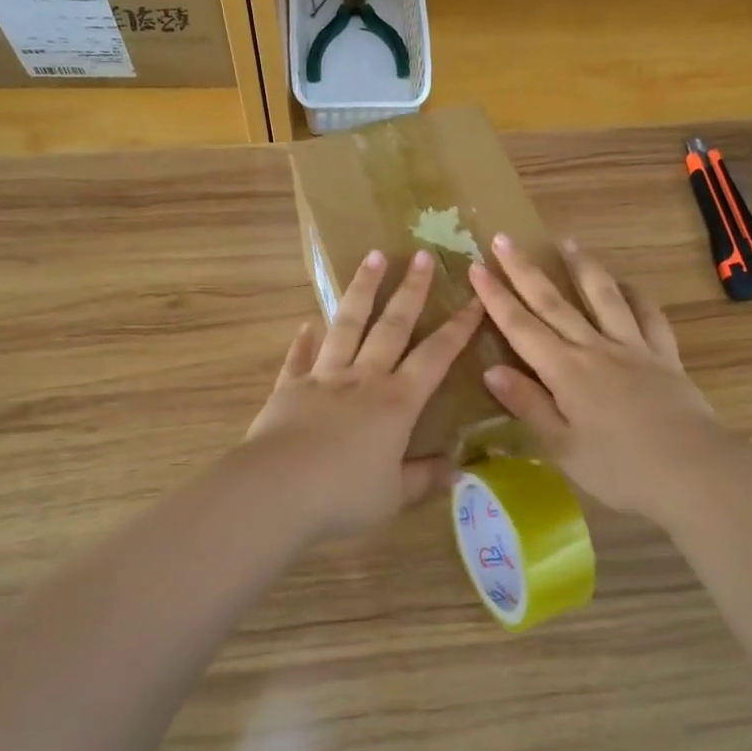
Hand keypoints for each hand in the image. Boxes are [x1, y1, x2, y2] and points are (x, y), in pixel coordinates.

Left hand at [245, 248, 483, 538]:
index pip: (435, 356)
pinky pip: (299, 358)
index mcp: (396, 402)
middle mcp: (364, 379)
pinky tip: (306, 324)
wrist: (277, 490)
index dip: (458, 328)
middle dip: (411, 290)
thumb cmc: (344, 494)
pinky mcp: (289, 388)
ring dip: (362, 290)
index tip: (474, 299)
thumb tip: (458, 469)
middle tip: (423, 255)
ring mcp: (324, 378)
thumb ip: (424, 478)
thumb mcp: (394, 494)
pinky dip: (303, 341)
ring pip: (347, 325)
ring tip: (373, 257)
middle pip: (392, 326)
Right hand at [467, 234, 733, 525]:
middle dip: (525, 270)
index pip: (520, 327)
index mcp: (565, 372)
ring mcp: (632, 347)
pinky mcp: (664, 355)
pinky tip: (628, 285)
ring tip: (567, 241)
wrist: (695, 472)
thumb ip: (529, 405)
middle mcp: (594, 348)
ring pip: (603, 297)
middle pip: (554, 302)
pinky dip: (637, 296)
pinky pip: (649, 316)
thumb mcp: (563, 447)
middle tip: (504, 238)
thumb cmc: (621, 469)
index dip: (496, 297)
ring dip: (582, 267)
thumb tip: (491, 371)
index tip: (476, 267)